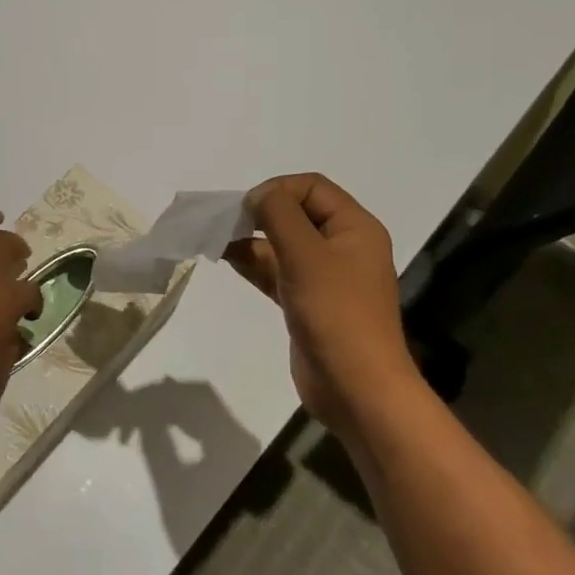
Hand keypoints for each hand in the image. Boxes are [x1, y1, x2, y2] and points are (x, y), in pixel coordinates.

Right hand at [224, 173, 420, 432]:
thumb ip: (279, 215)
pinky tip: (229, 260)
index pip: (312, 187)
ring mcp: (326, 277)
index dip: (277, 189)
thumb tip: (258, 196)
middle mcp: (343, 246)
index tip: (247, 210)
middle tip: (227, 225)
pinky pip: (279, 271)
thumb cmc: (335, 313)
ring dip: (252, 239)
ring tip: (218, 242)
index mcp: (355, 227)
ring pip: (284, 244)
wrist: (356, 388)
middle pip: (297, 213)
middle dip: (261, 214)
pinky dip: (255, 263)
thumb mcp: (306, 254)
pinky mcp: (309, 302)